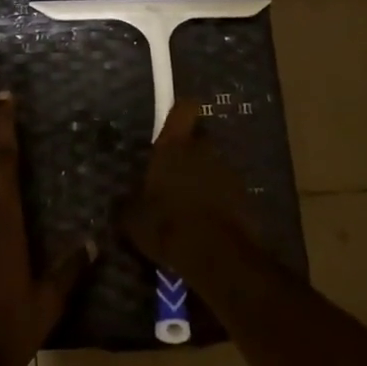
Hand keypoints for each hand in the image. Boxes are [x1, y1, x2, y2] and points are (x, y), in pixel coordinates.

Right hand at [120, 99, 253, 274]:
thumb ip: (128, 205)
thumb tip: (121, 203)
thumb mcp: (134, 220)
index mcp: (174, 146)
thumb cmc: (169, 226)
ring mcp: (228, 172)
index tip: (173, 120)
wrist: (218, 257)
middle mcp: (204, 149)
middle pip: (199, 138)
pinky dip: (219, 200)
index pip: (184, 108)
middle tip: (175, 173)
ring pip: (214, 165)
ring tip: (191, 203)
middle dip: (190, 151)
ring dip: (205, 177)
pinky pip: (228, 190)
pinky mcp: (246, 196)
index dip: (180, 110)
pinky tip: (208, 222)